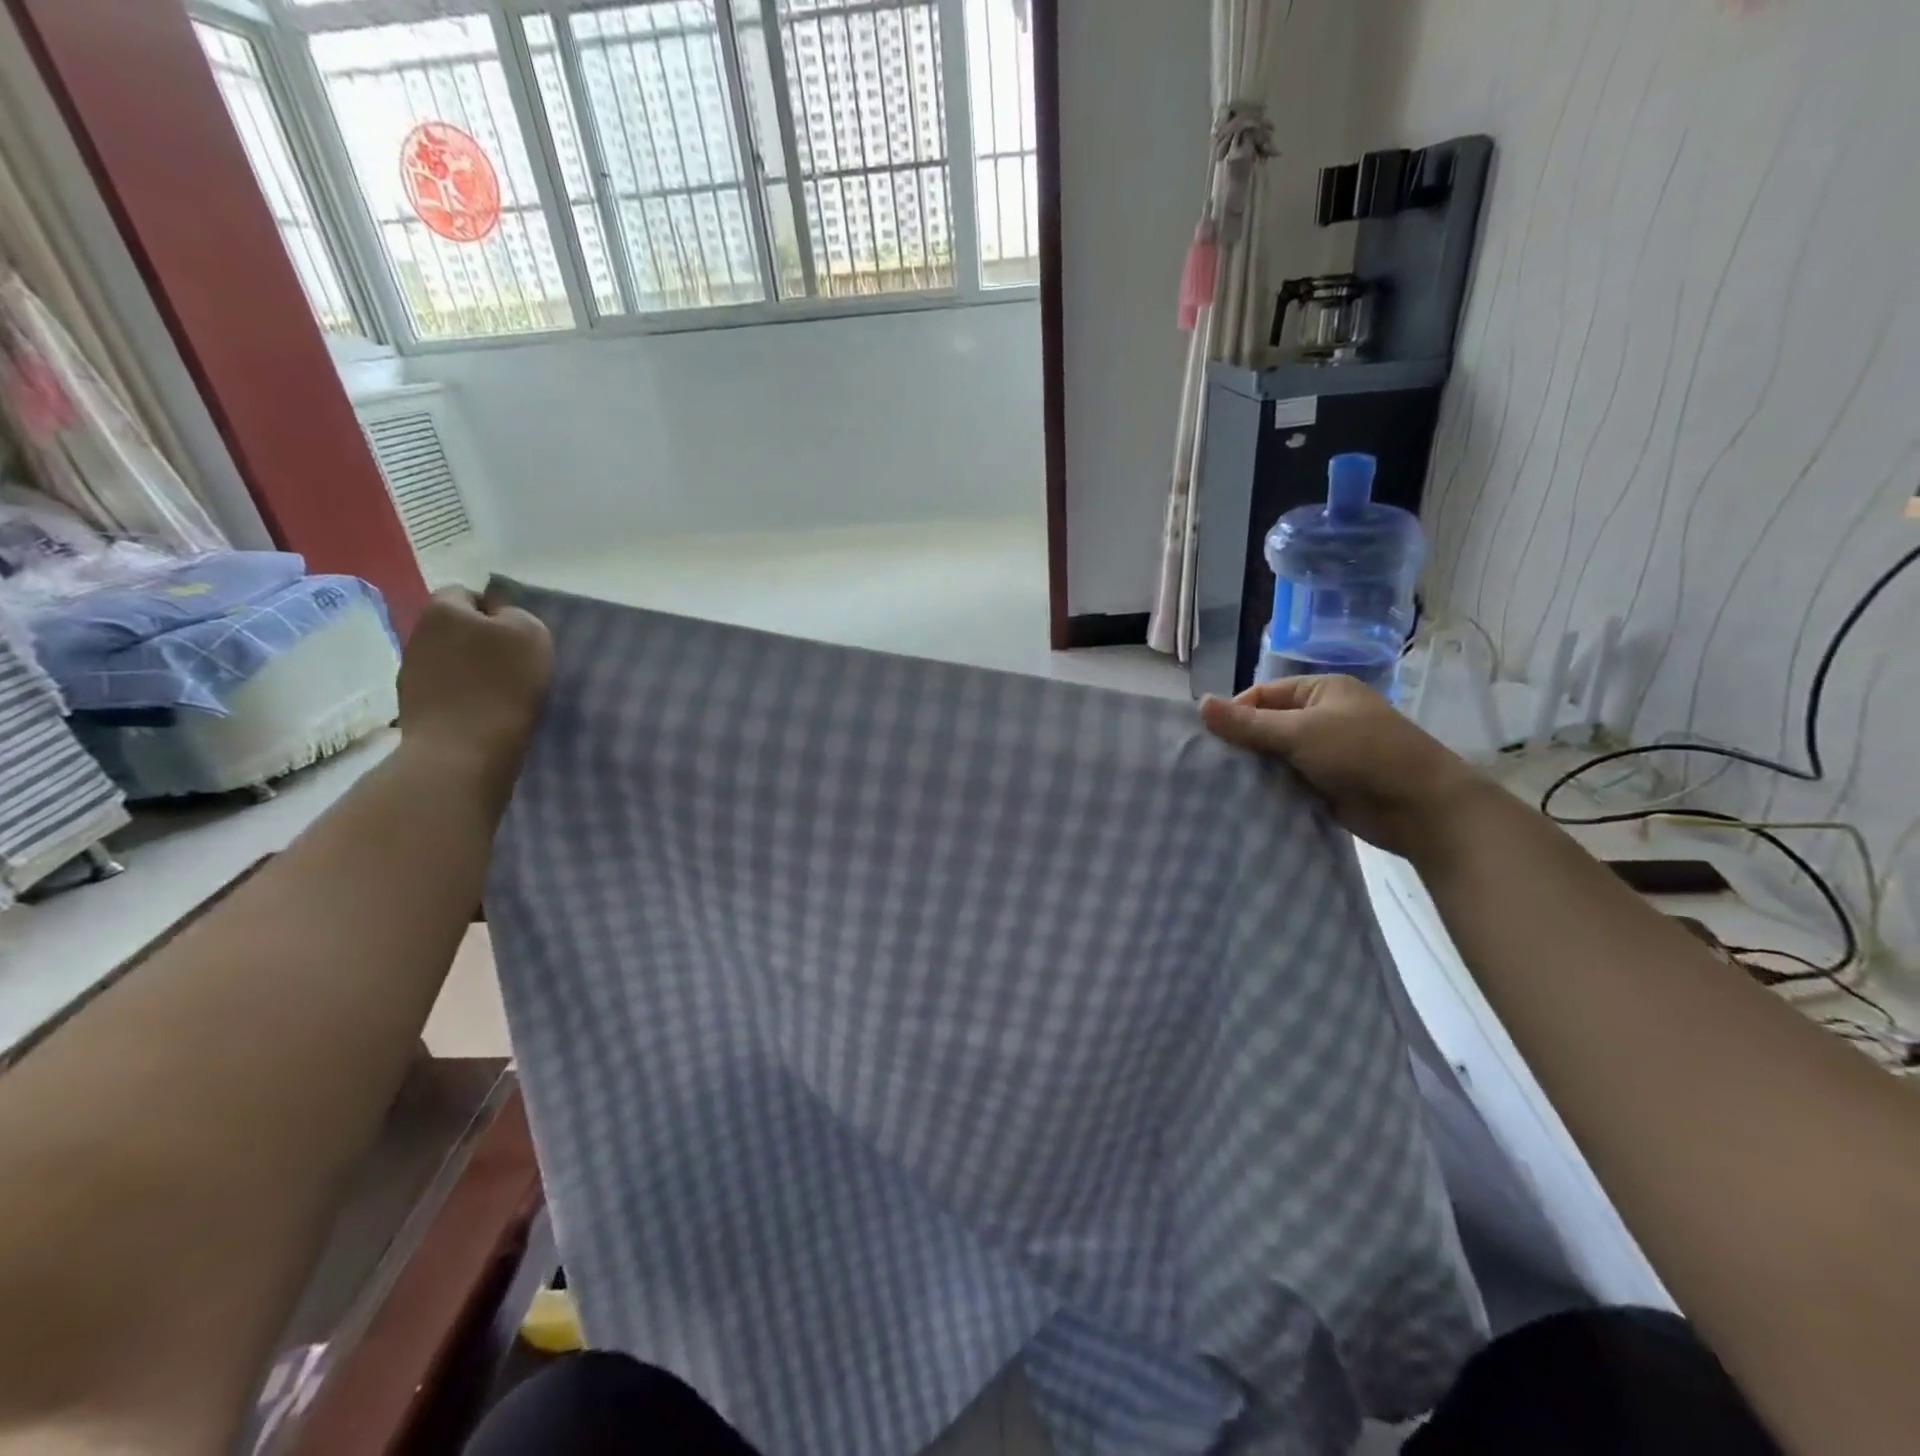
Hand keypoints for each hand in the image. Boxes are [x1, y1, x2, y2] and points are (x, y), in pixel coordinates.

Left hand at [398, 589, 553, 793]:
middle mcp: (418, 633)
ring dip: (473, 670)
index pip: (468, 593)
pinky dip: (465, 696)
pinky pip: (447, 689)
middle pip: (457, 628)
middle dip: (482, 640)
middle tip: (515, 664)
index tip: (519, 636)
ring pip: (452, 659)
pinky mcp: (414, 704)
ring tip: (503, 692)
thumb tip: (500, 618)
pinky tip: (485, 712)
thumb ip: (517, 614)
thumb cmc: (503, 684)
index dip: (496, 610)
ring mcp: (411, 671)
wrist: (464, 749)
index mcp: (443, 609)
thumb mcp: (531, 634)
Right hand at [1200, 675, 1487, 860]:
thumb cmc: (1363, 754)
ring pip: (1274, 755)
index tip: (1209, 739)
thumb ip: (1249, 723)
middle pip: (1265, 724)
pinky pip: (1287, 781)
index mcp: (1320, 691)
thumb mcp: (1301, 732)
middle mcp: (1321, 717)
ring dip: (1254, 769)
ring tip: (1220, 784)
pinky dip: (1269, 788)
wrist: (1421, 808)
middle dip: (1241, 743)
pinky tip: (1245, 799)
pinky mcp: (1326, 784)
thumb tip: (1200, 704)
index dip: (1234, 712)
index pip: (1262, 694)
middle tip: (1209, 764)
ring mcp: (1325, 752)